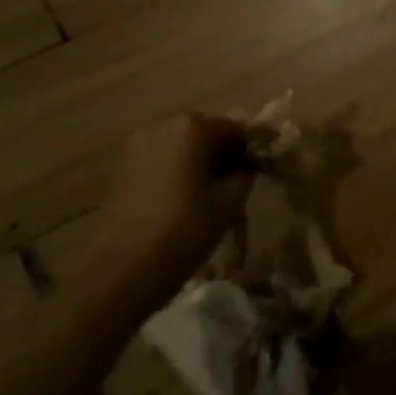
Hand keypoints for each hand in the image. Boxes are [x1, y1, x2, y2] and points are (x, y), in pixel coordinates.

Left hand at [97, 114, 254, 305]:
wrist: (125, 268)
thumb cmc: (186, 229)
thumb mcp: (230, 202)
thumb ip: (245, 174)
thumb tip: (248, 165)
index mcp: (192, 128)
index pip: (235, 128)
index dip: (256, 145)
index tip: (270, 159)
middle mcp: (162, 127)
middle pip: (206, 134)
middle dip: (227, 152)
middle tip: (245, 177)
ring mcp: (139, 147)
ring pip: (183, 149)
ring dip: (203, 163)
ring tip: (219, 190)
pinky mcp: (125, 169)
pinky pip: (164, 161)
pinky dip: (181, 172)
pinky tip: (192, 196)